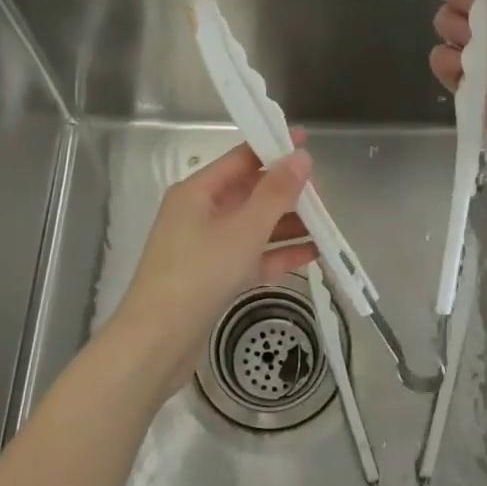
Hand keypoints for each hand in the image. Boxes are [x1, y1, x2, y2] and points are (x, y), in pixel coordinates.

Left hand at [112, 137, 316, 397]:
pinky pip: (252, 256)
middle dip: (288, 194)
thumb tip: (301, 156)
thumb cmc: (199, 274)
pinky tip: (313, 255)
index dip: (274, 148)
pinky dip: (278, 254)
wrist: (158, 343)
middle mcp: (200, 213)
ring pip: (254, 226)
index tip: (307, 143)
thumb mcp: (244, 229)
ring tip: (328, 227)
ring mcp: (206, 247)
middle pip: (250, 193)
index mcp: (198, 192)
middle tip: (326, 198)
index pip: (241, 158)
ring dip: (288, 225)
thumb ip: (276, 192)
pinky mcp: (214, 277)